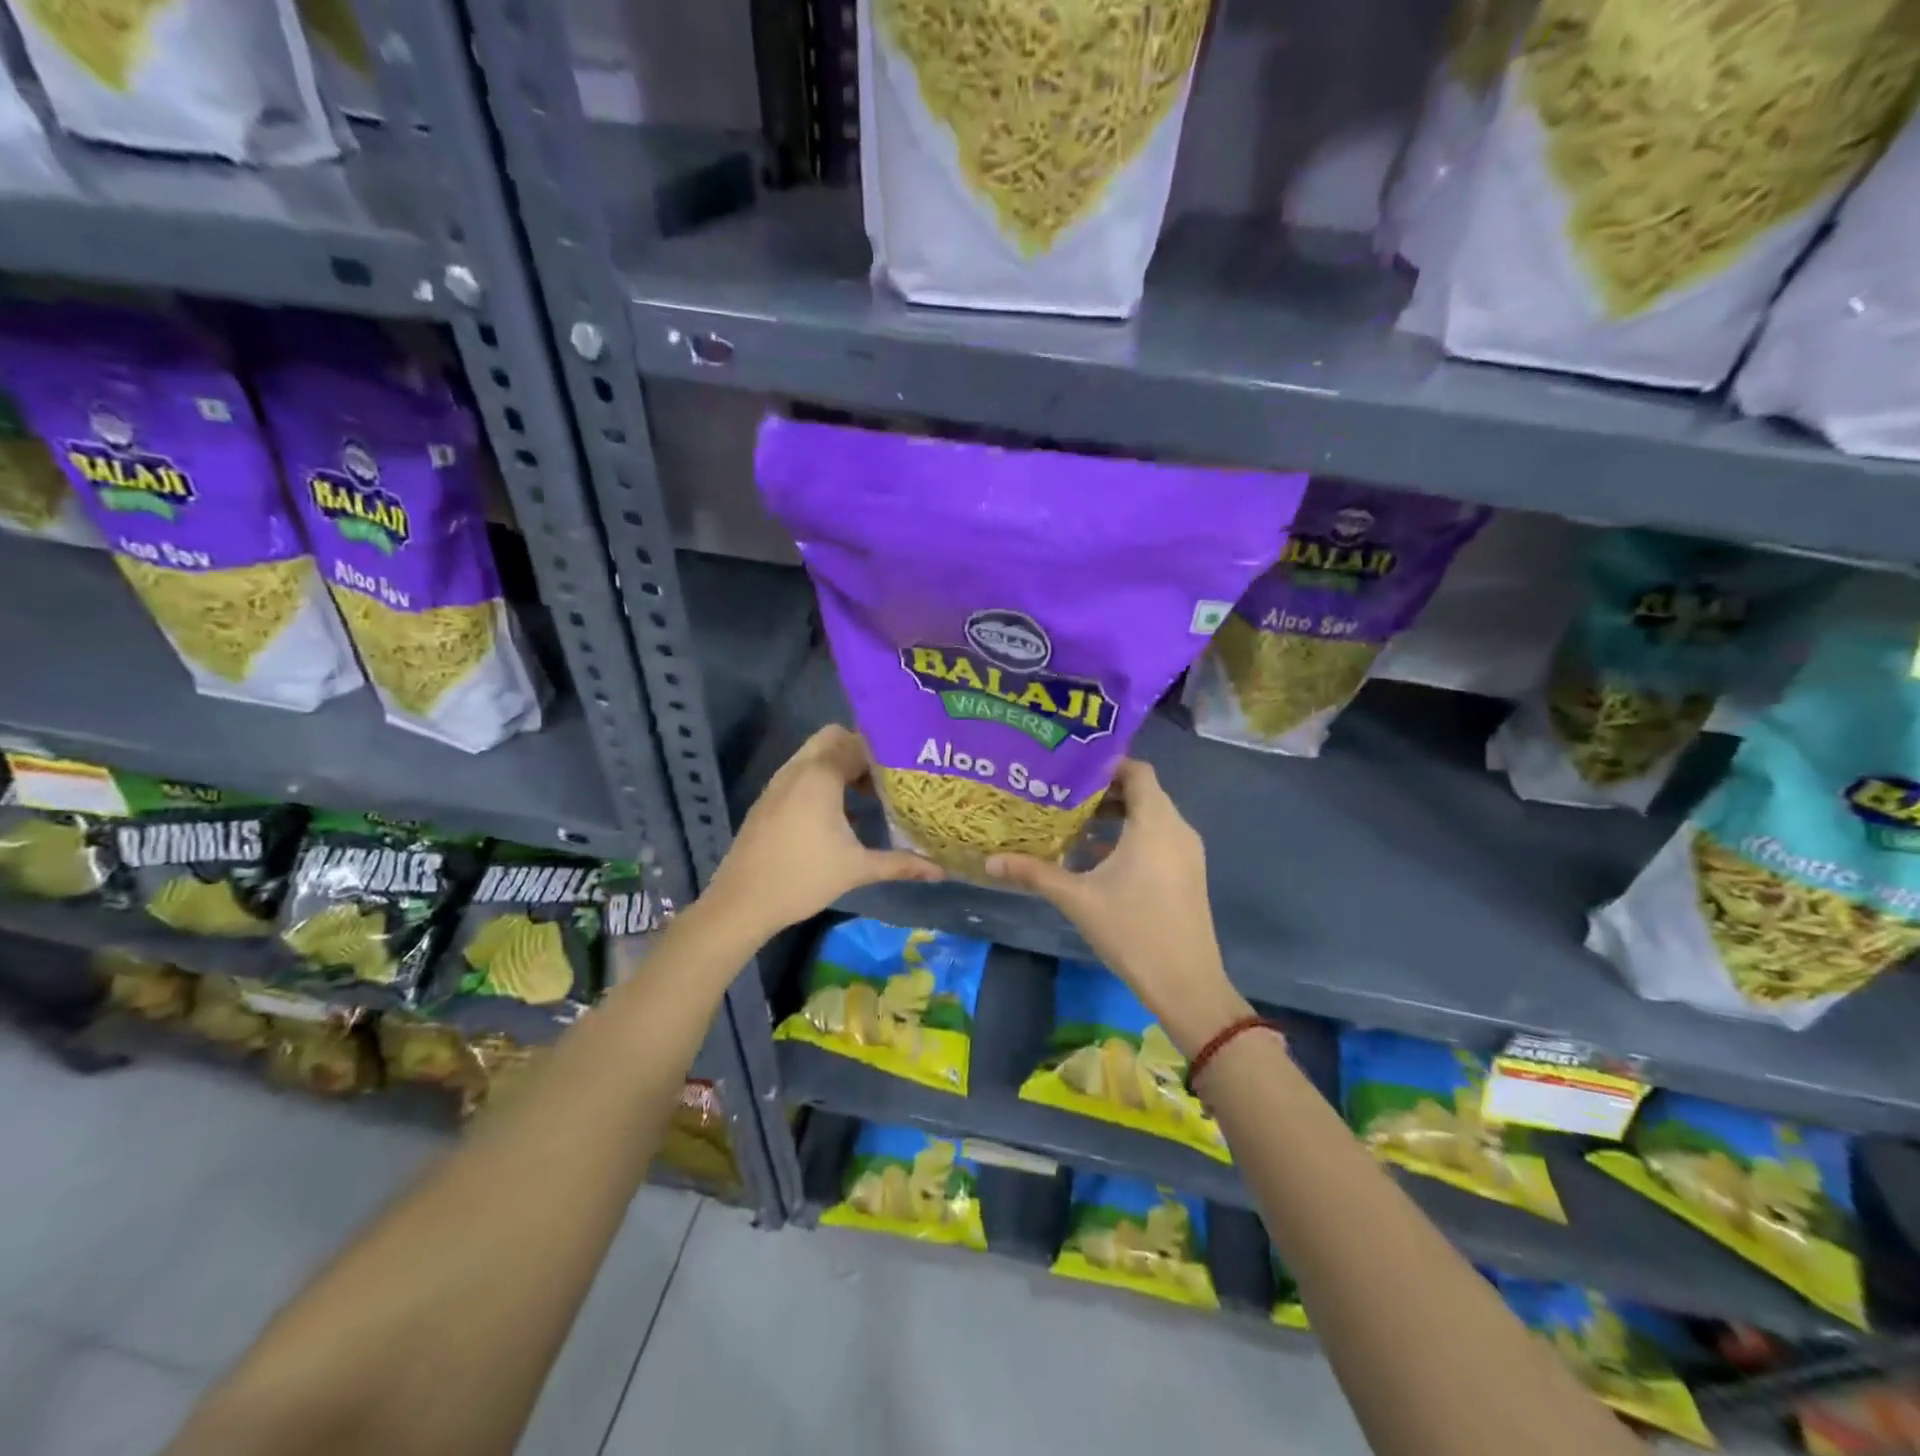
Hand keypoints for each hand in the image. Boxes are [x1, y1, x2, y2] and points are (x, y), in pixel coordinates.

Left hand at [705, 725, 943, 941]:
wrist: (741, 903)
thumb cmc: (803, 878)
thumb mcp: (857, 869)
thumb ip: (901, 864)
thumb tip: (940, 871)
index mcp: (821, 776)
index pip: (857, 743)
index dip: (884, 752)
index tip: (906, 767)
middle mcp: (798, 769)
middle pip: (832, 738)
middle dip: (859, 751)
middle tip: (884, 777)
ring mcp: (778, 783)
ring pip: (814, 755)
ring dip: (839, 765)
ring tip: (866, 795)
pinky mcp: (768, 800)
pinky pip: (800, 773)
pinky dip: (821, 780)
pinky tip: (838, 815)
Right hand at [986, 759, 1248, 1058]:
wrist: (1186, 983)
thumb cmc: (1132, 930)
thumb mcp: (1077, 899)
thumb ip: (1035, 874)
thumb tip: (990, 862)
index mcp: (1155, 823)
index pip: (1137, 771)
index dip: (1106, 764)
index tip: (1071, 769)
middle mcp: (1177, 829)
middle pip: (1142, 793)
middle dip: (1103, 791)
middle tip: (1062, 795)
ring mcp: (1187, 853)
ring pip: (1150, 817)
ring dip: (1116, 817)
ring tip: (1074, 824)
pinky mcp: (1188, 873)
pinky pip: (1158, 839)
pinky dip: (1130, 837)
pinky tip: (1096, 858)